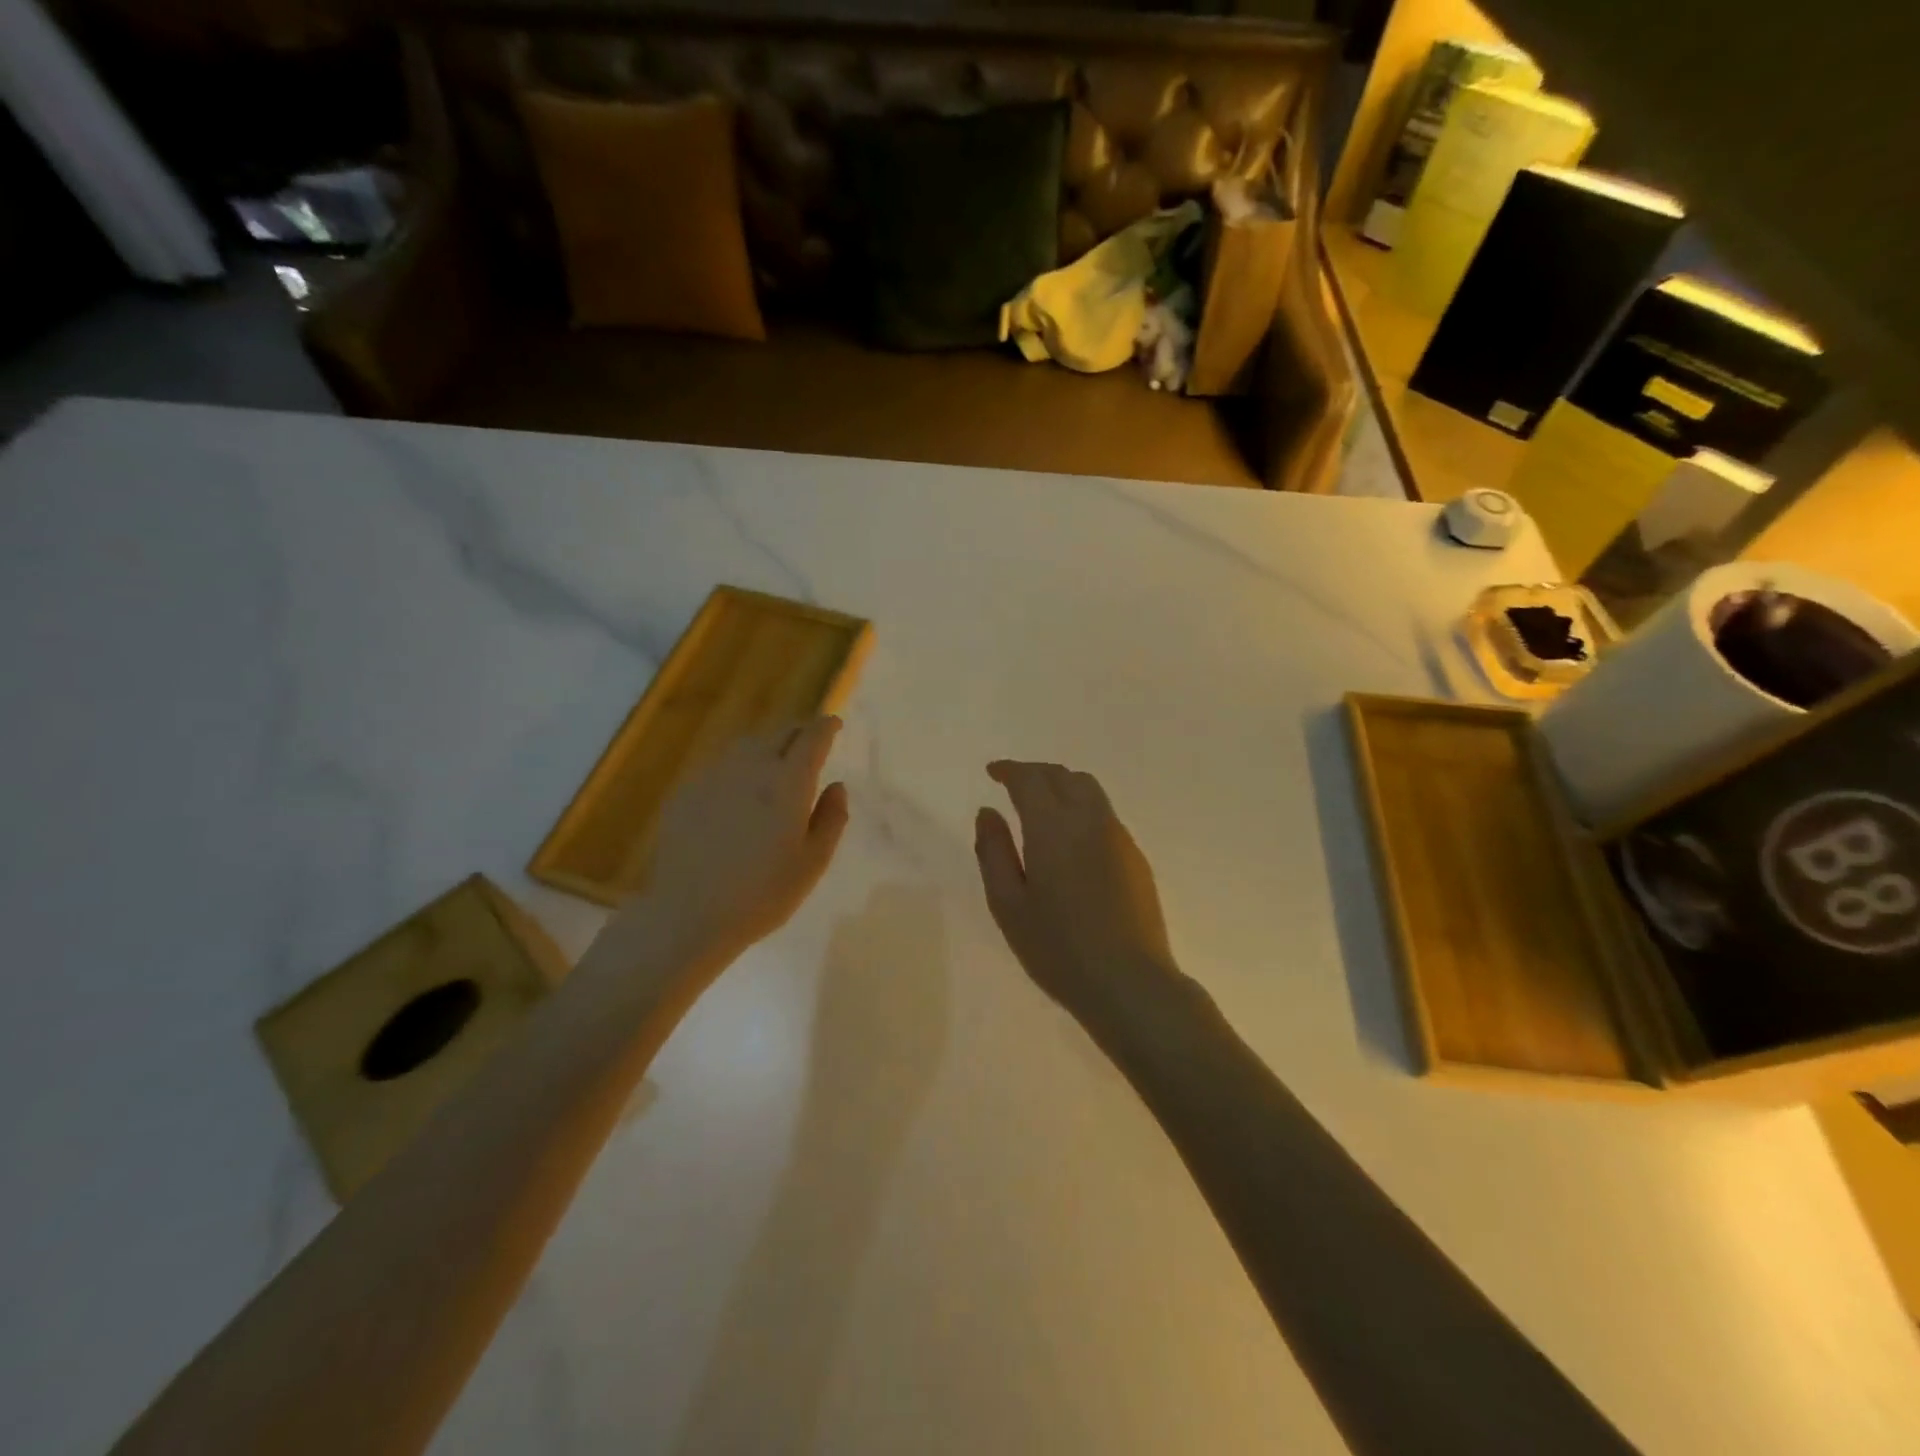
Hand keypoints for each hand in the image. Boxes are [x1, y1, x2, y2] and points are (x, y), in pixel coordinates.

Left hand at [609, 717, 850, 974]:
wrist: (687, 914)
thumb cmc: (762, 894)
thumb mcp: (812, 863)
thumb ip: (831, 818)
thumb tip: (837, 785)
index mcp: (788, 782)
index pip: (812, 737)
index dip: (826, 726)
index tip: (834, 724)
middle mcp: (752, 767)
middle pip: (779, 733)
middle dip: (799, 733)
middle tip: (810, 744)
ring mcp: (714, 776)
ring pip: (748, 745)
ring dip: (768, 746)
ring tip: (775, 763)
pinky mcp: (687, 791)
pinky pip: (721, 765)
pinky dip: (739, 767)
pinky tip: (738, 792)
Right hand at [973, 761, 1182, 1029]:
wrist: (1129, 982)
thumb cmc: (1058, 948)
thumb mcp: (1008, 905)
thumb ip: (993, 852)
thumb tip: (987, 812)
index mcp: (1053, 827)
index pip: (1030, 779)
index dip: (1009, 770)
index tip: (992, 772)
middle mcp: (1089, 820)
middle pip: (1063, 775)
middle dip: (1035, 772)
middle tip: (1013, 783)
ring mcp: (1118, 836)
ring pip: (1089, 789)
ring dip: (1061, 785)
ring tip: (1041, 803)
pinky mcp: (1136, 856)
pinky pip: (1104, 814)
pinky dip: (1081, 807)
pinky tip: (1070, 837)